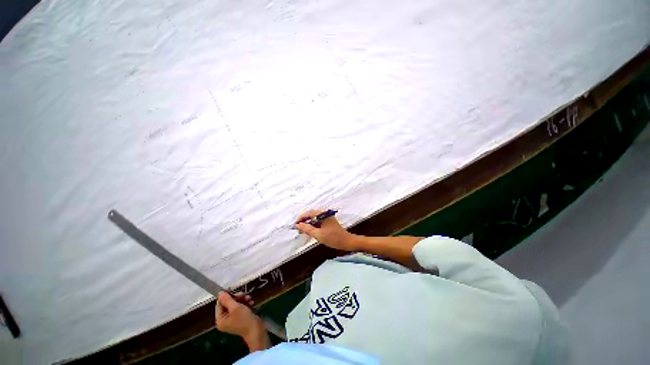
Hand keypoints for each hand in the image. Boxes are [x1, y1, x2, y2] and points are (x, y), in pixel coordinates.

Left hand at [215, 291, 268, 350]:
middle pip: (228, 303)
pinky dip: (245, 303)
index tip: (232, 288)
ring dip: (243, 299)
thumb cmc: (244, 319)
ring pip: (235, 304)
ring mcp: (232, 319)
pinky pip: (240, 307)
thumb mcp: (235, 307)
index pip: (219, 304)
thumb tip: (220, 292)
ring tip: (249, 299)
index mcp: (220, 319)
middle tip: (244, 294)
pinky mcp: (240, 317)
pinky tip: (251, 303)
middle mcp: (225, 319)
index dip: (225, 296)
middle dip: (237, 298)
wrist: (256, 329)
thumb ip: (227, 299)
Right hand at [295, 210, 356, 250]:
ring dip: (308, 225)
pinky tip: (310, 232)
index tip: (295, 225)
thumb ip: (307, 229)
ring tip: (303, 232)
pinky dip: (313, 226)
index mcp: (323, 214)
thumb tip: (298, 225)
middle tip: (298, 230)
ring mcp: (327, 217)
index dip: (301, 218)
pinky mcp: (328, 222)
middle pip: (311, 215)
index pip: (309, 213)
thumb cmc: (333, 238)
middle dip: (304, 222)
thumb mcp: (318, 234)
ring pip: (314, 219)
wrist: (347, 242)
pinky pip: (318, 222)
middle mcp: (325, 213)